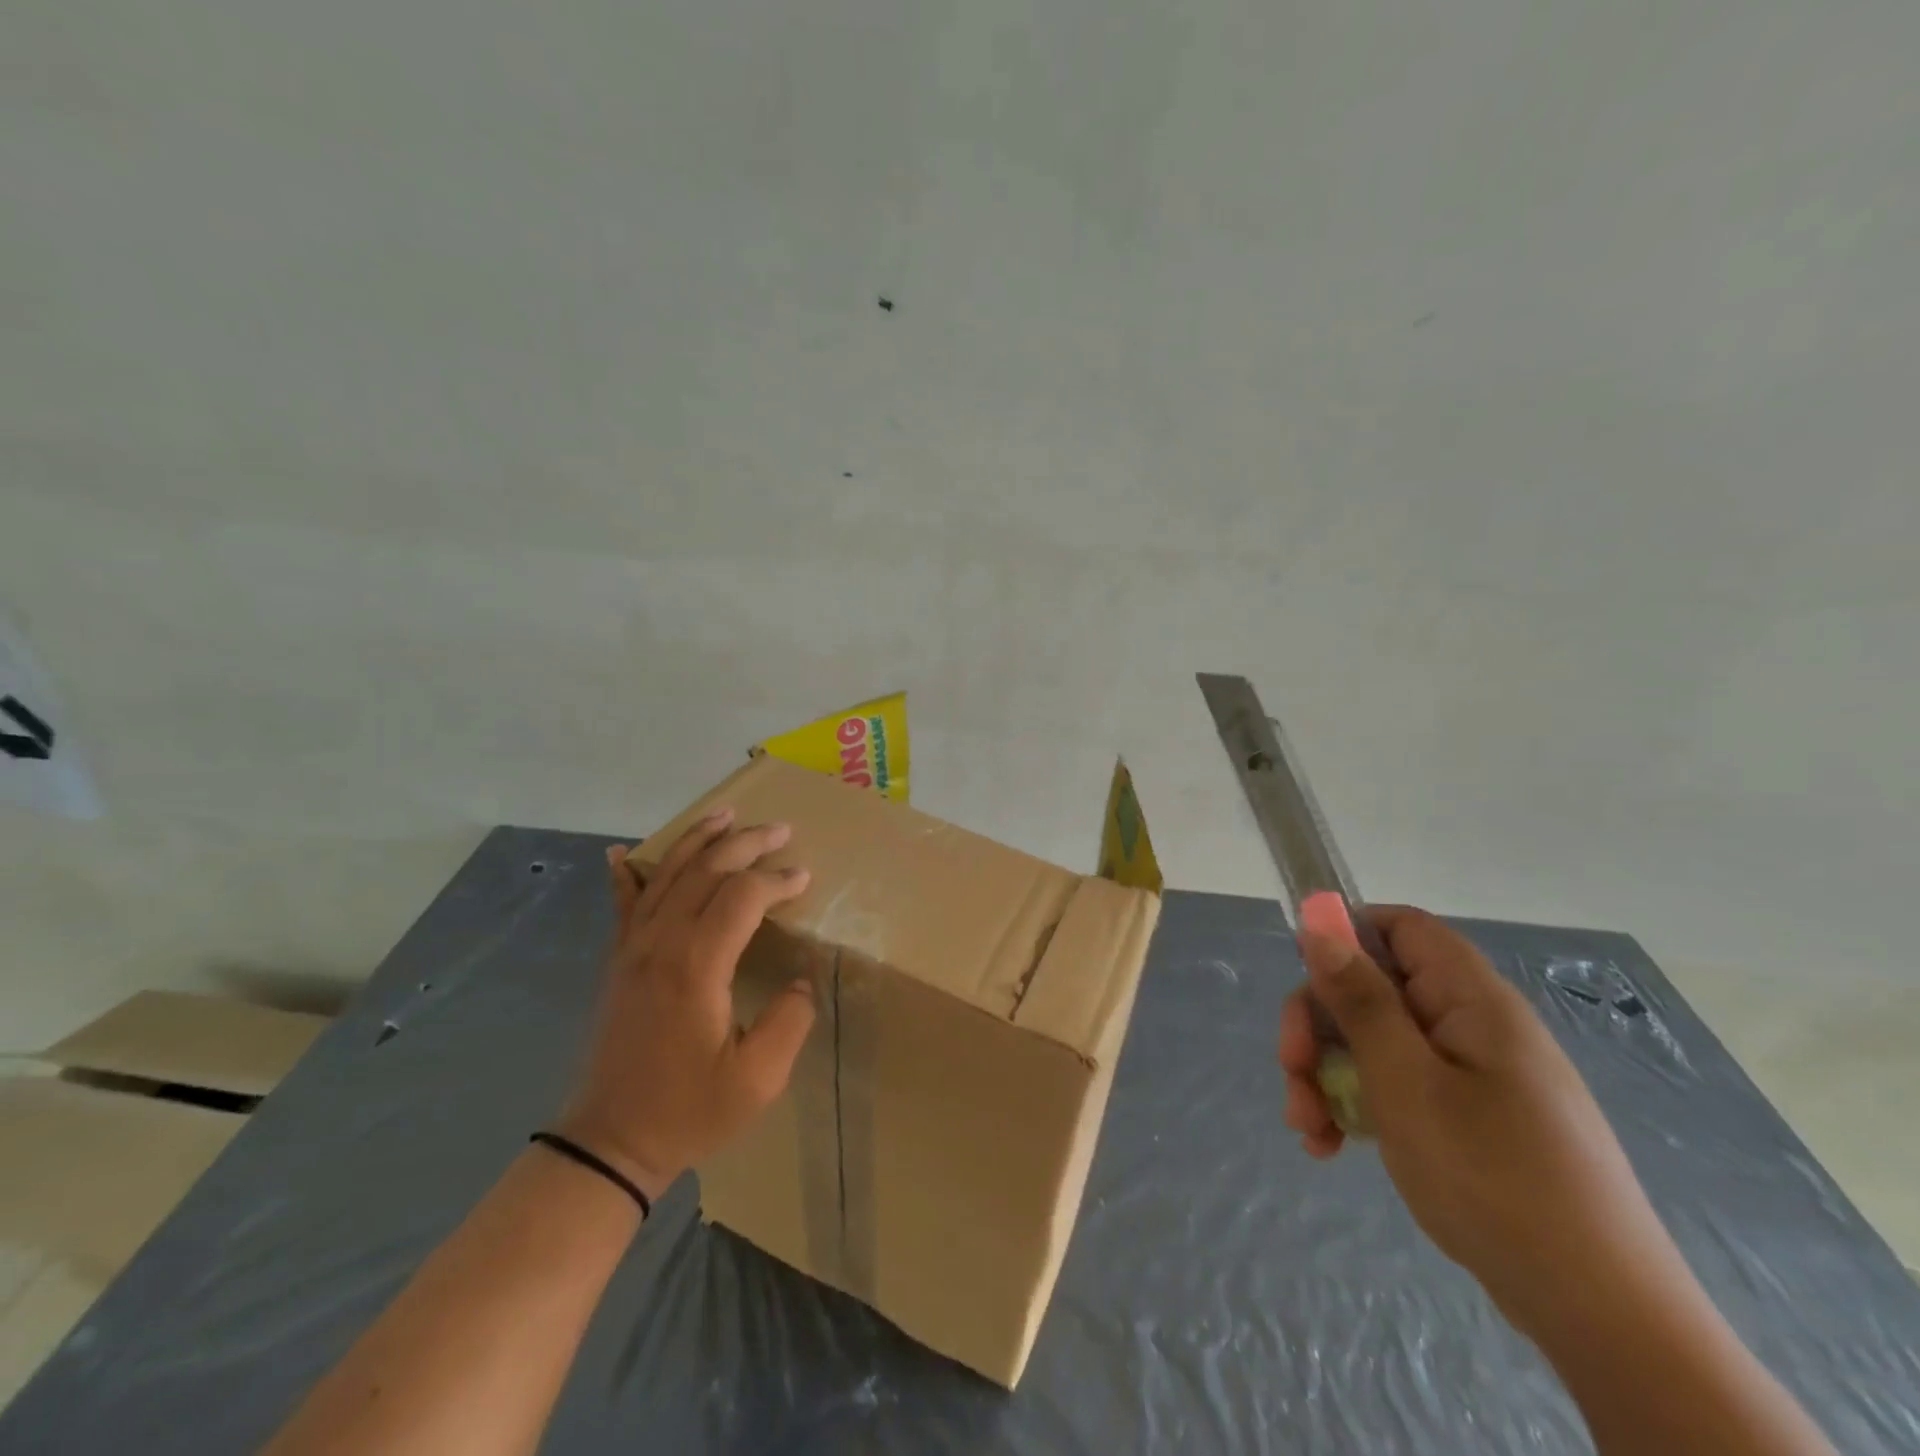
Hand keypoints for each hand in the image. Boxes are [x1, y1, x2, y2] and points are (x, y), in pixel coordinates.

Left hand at [557, 808, 816, 1203]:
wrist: (609, 1142)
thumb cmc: (688, 1110)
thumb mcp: (759, 1079)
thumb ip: (791, 1020)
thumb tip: (801, 979)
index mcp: (696, 965)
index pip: (742, 896)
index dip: (777, 880)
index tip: (805, 879)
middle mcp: (661, 943)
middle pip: (705, 870)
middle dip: (746, 844)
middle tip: (780, 830)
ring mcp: (632, 948)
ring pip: (665, 874)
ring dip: (698, 840)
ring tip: (725, 815)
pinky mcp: (618, 960)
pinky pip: (623, 903)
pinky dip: (626, 873)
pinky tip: (620, 852)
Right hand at [1278, 906, 1681, 1335]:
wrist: (1602, 1317)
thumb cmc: (1492, 1178)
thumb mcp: (1404, 1080)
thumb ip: (1359, 997)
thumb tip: (1320, 922)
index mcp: (1470, 999)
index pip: (1400, 926)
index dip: (1345, 937)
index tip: (1304, 981)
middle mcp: (1474, 1025)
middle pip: (1377, 988)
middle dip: (1321, 1025)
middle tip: (1291, 1073)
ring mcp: (1477, 1075)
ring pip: (1380, 1043)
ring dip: (1330, 1074)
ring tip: (1308, 1128)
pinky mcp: (1475, 1120)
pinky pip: (1403, 1087)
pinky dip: (1361, 1107)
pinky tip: (1335, 1146)